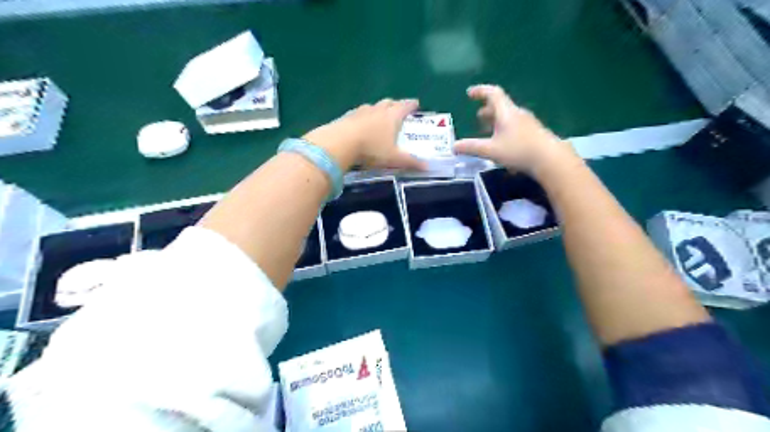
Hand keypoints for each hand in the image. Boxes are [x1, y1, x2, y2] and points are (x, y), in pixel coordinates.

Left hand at [302, 98, 422, 169]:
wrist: (340, 143)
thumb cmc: (372, 149)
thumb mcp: (393, 158)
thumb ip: (410, 162)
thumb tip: (428, 167)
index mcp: (392, 116)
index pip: (405, 106)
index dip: (411, 105)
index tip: (416, 104)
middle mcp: (377, 110)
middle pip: (389, 103)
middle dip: (395, 105)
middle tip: (399, 109)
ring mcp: (360, 112)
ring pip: (373, 106)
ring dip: (378, 109)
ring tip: (380, 116)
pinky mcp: (346, 117)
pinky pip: (358, 114)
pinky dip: (363, 117)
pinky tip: (360, 124)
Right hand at [452, 84, 574, 172]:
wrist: (550, 159)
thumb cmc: (518, 150)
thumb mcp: (491, 150)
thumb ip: (471, 147)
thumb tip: (454, 146)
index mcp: (506, 112)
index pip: (493, 94)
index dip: (480, 91)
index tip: (469, 93)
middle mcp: (517, 114)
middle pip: (501, 106)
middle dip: (487, 110)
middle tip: (478, 117)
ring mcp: (528, 123)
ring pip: (508, 117)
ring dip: (496, 121)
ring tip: (488, 130)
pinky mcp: (533, 133)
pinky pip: (515, 126)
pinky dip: (504, 129)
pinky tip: (502, 143)